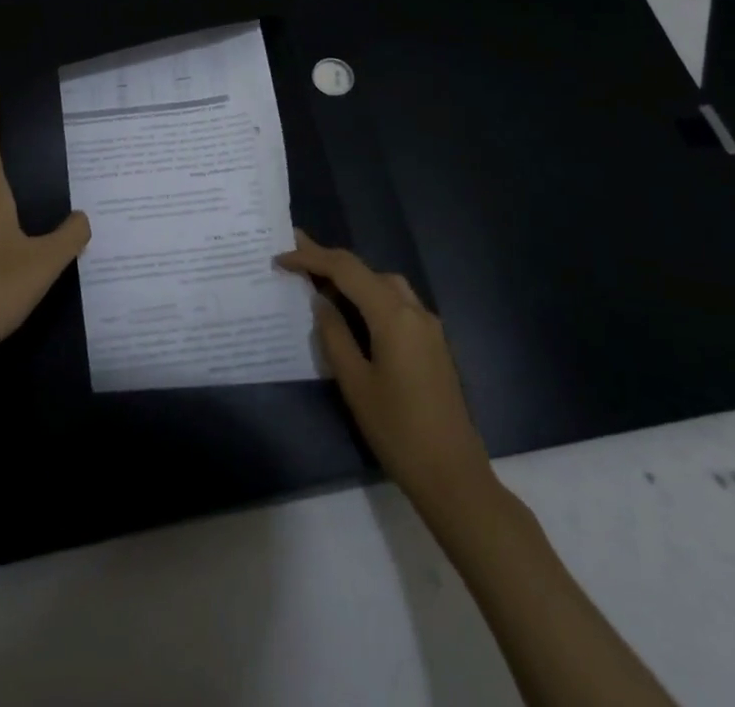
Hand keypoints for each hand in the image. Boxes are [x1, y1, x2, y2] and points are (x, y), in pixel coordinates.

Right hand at [277, 230, 492, 505]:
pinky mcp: (433, 342)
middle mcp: (414, 310)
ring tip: (319, 283)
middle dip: (330, 261)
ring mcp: (428, 326)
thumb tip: (321, 302)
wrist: (453, 476)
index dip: (311, 257)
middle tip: (296, 259)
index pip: (346, 270)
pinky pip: (396, 303)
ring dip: (352, 278)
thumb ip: (334, 335)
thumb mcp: (355, 383)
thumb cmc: (398, 431)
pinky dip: (370, 296)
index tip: (281, 257)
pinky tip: (352, 313)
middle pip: (366, 270)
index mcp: (393, 315)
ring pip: (384, 284)